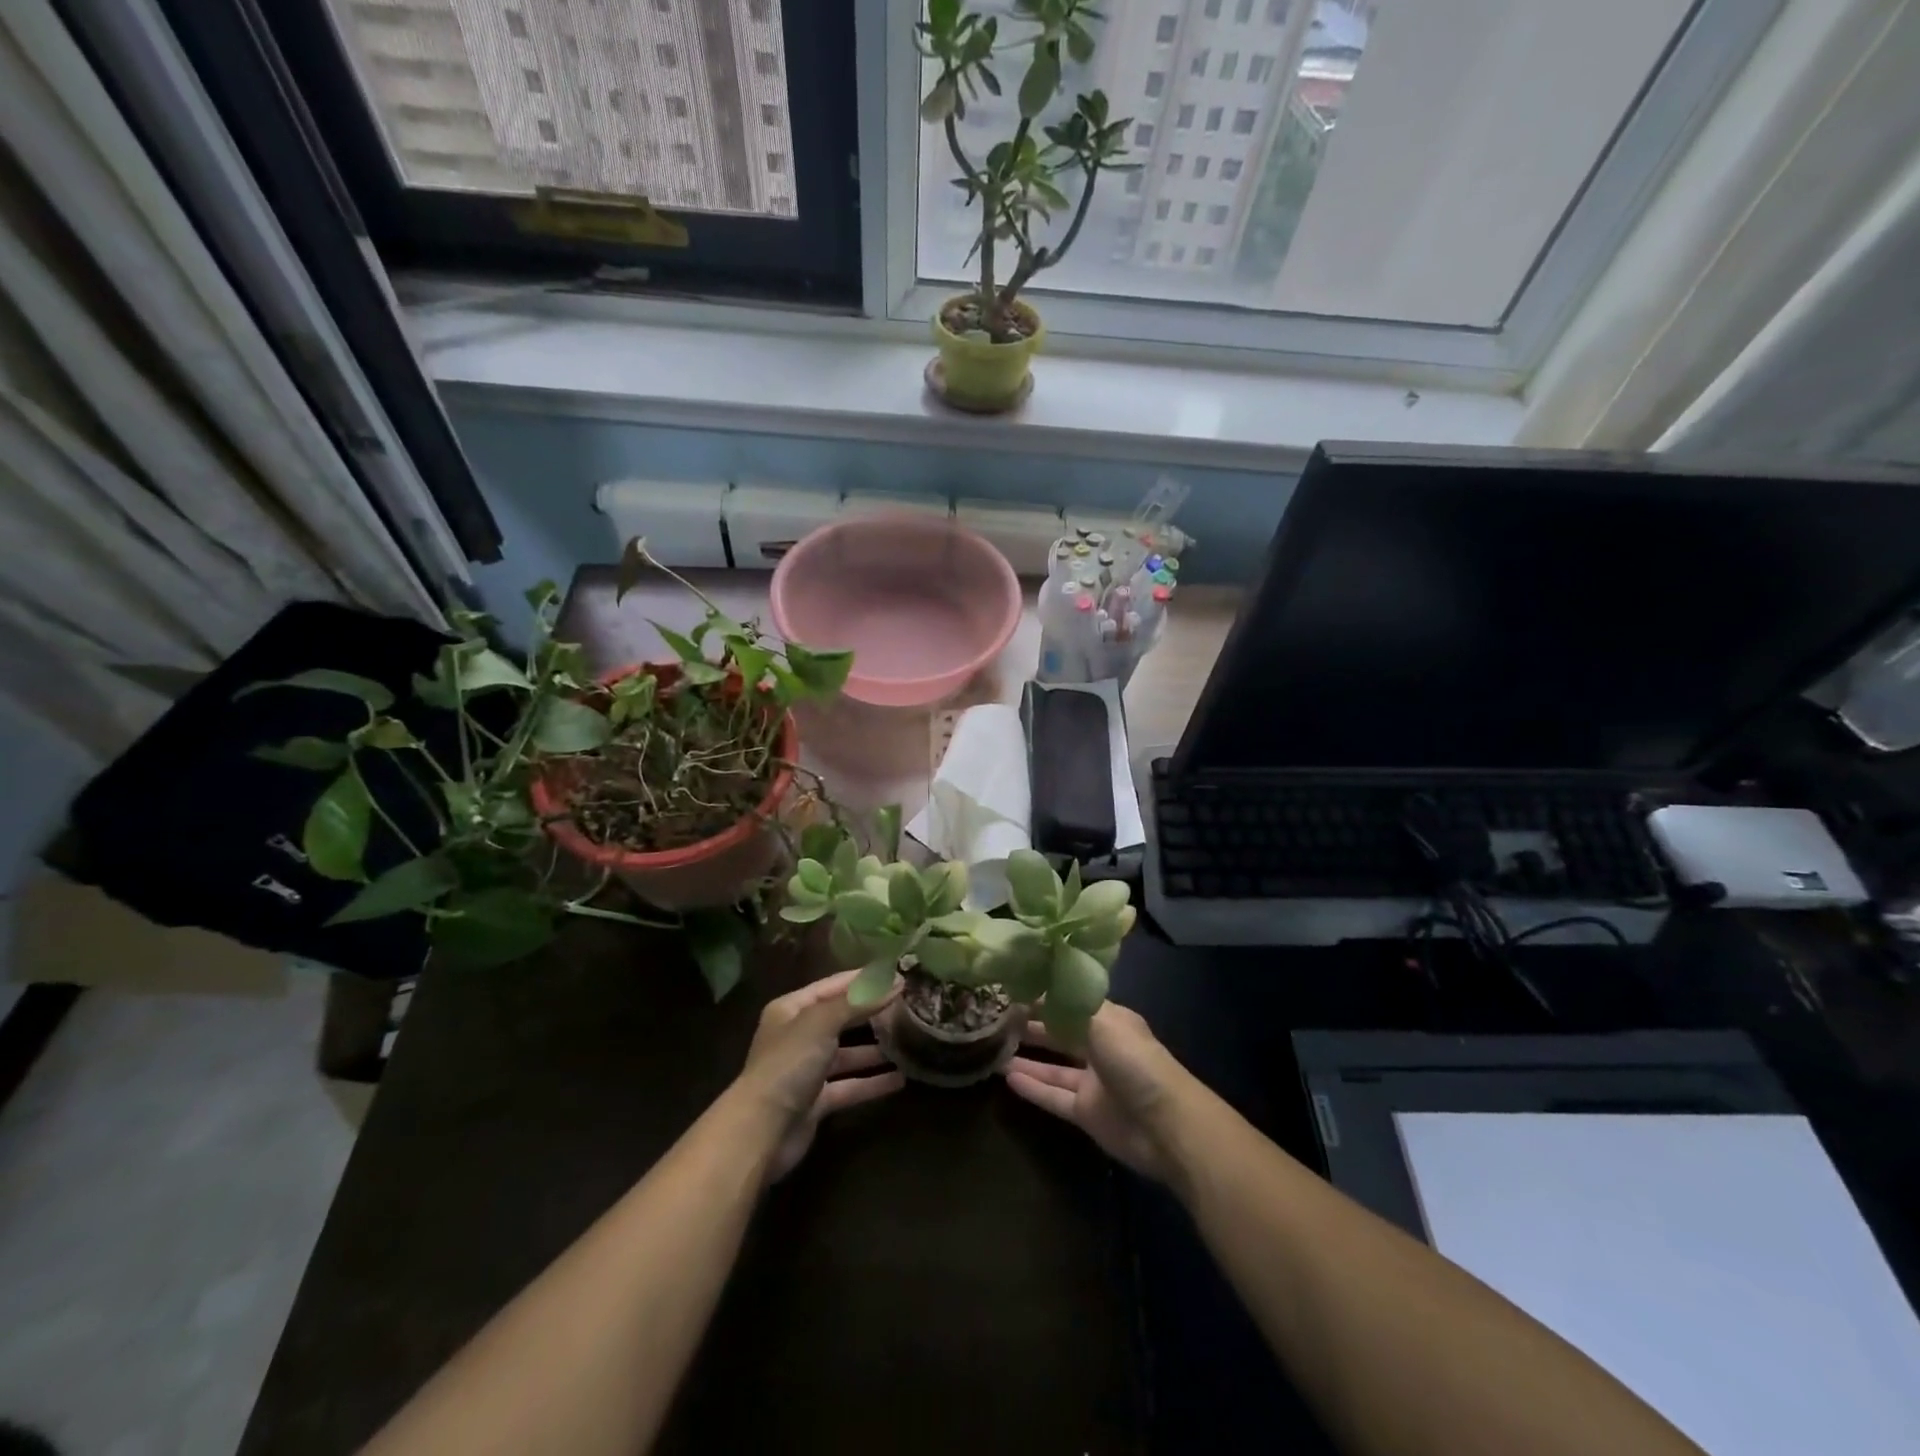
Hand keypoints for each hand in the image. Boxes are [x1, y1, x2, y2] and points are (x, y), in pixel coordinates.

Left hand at [735, 968, 905, 1181]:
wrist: (761, 1131)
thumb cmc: (789, 1064)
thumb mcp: (823, 1022)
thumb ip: (859, 1001)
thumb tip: (896, 981)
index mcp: (792, 1010)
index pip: (833, 985)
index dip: (864, 979)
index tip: (898, 974)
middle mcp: (797, 1036)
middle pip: (841, 1019)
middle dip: (871, 1013)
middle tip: (908, 1005)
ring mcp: (806, 1071)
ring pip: (847, 1054)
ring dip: (875, 1050)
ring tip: (909, 1041)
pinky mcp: (816, 1102)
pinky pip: (849, 1086)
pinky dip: (872, 1083)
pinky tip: (900, 1080)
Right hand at [1003, 1002, 1192, 1182]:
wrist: (1165, 1125)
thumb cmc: (1135, 1061)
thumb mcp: (1104, 1022)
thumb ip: (1070, 1006)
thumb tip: (1041, 986)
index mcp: (1109, 1021)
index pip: (1071, 1003)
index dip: (1045, 996)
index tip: (1013, 988)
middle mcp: (1101, 1048)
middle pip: (1061, 1033)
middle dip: (1033, 1025)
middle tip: (998, 1018)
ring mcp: (1094, 1082)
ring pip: (1054, 1066)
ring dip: (1027, 1058)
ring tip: (994, 1047)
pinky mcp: (1086, 1113)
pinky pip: (1053, 1096)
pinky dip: (1032, 1088)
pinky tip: (1006, 1078)